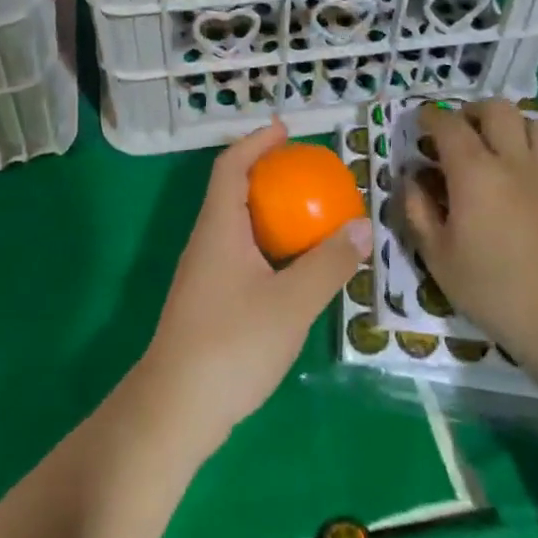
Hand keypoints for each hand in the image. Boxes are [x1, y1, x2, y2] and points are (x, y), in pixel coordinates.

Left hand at [135, 121, 370, 455]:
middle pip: (232, 192)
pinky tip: (291, 270)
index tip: (283, 130)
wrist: (176, 408)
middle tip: (305, 173)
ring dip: (267, 213)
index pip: (231, 167)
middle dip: (266, 175)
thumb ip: (328, 263)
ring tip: (306, 216)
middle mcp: (206, 242)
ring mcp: (203, 274)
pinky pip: (239, 254)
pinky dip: (265, 246)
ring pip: (236, 226)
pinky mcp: (207, 302)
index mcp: (219, 228)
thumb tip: (361, 225)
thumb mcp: (292, 302)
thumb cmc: (232, 344)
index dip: (255, 143)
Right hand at [403, 100, 537, 408]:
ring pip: (535, 123)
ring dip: (513, 128)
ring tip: (502, 149)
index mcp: (474, 173)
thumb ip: (418, 211)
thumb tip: (411, 179)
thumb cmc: (494, 291)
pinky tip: (533, 175)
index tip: (421, 123)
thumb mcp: (437, 257)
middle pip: (496, 109)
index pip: (448, 124)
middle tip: (461, 132)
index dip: (430, 117)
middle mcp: (514, 160)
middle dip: (473, 112)